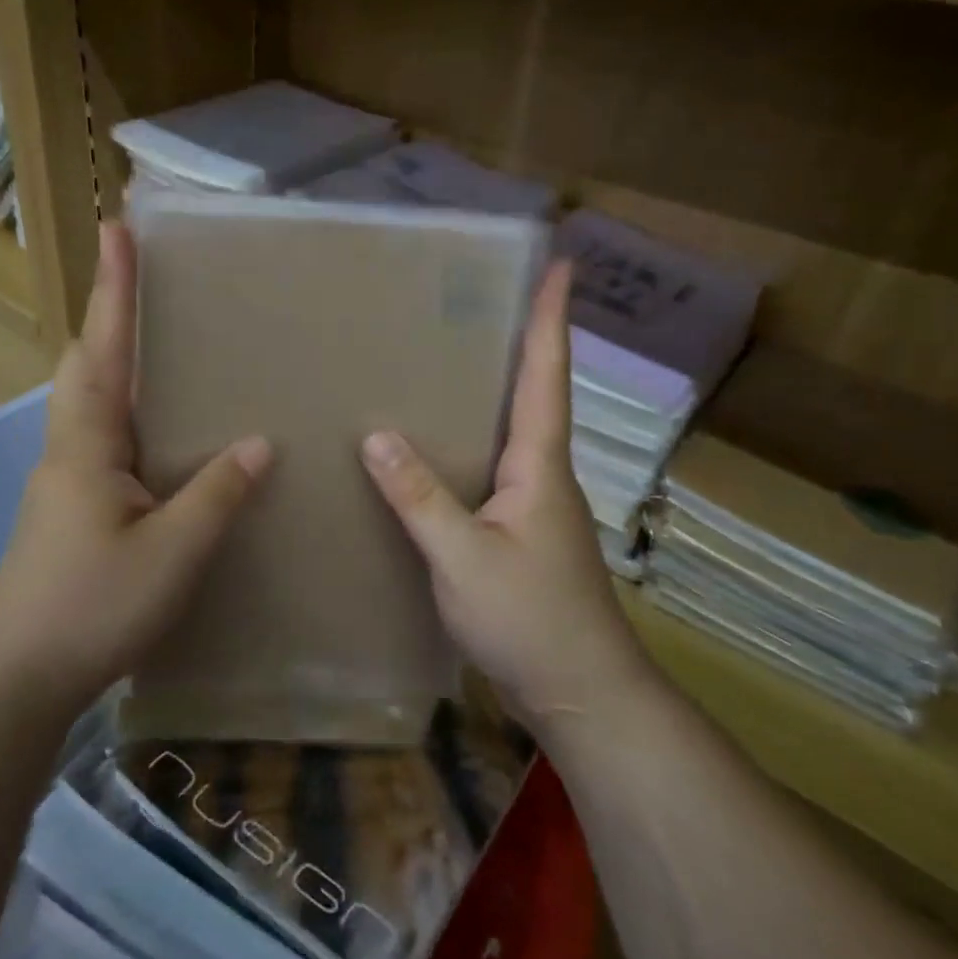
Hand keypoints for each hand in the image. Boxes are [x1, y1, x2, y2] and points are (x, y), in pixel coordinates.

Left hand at [0, 222, 271, 712]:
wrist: (17, 675)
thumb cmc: (92, 605)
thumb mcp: (172, 551)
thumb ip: (217, 494)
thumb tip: (258, 443)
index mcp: (88, 443)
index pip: (105, 348)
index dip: (115, 288)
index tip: (117, 228)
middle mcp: (70, 447)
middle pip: (86, 363)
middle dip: (110, 316)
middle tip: (142, 282)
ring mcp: (65, 479)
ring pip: (90, 401)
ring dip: (114, 360)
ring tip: (157, 344)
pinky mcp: (70, 508)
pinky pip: (101, 437)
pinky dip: (126, 410)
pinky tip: (159, 434)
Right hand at [359, 261, 656, 727]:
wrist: (581, 694)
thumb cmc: (531, 620)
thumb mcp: (463, 557)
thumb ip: (420, 497)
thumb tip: (376, 435)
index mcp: (541, 465)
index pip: (547, 375)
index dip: (552, 318)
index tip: (562, 264)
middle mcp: (544, 474)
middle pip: (535, 392)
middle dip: (525, 339)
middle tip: (490, 297)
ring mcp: (535, 506)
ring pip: (514, 432)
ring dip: (499, 389)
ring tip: (455, 357)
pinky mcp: (520, 533)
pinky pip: (494, 469)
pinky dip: (472, 442)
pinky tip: (438, 448)